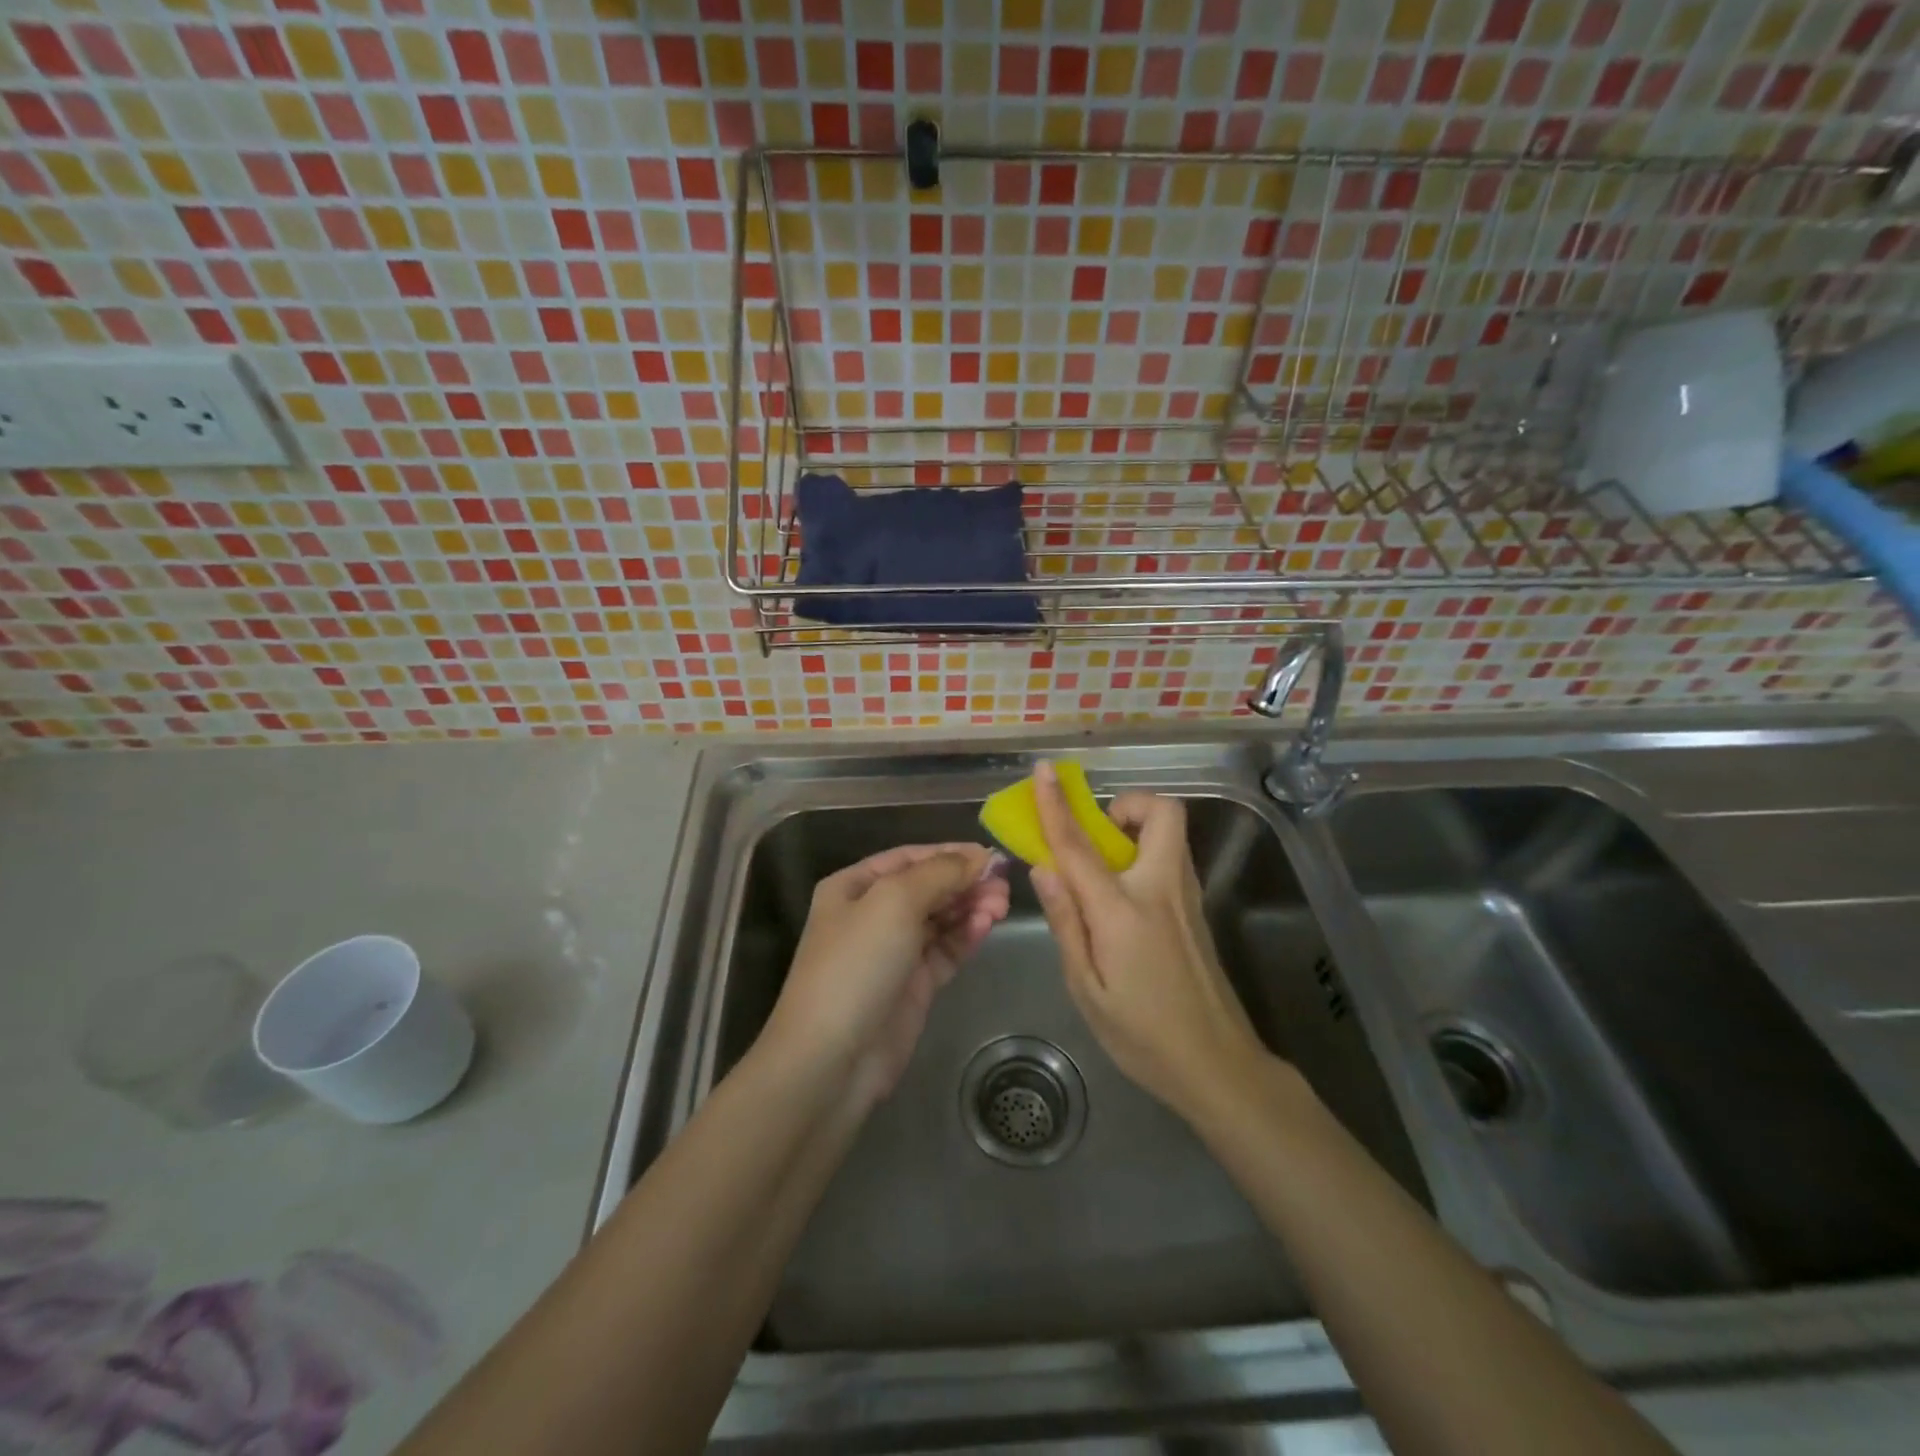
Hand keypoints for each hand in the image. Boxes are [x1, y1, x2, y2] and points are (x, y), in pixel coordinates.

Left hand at [765, 842, 1009, 1108]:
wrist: (831, 1059)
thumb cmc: (856, 964)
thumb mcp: (894, 902)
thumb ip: (940, 873)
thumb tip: (979, 856)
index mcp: (854, 887)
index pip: (909, 858)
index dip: (950, 853)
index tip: (991, 855)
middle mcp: (872, 914)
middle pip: (928, 887)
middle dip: (965, 882)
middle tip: (1003, 884)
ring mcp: (893, 952)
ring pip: (940, 919)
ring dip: (970, 907)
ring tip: (1001, 905)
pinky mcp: (913, 985)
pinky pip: (945, 950)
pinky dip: (966, 936)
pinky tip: (986, 926)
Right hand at [1029, 762, 1269, 1120]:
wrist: (1218, 1066)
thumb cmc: (1142, 1035)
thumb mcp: (1087, 989)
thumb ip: (1066, 923)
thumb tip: (1044, 868)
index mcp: (1124, 911)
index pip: (1080, 845)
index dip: (1056, 805)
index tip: (1043, 771)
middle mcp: (1162, 890)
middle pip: (1162, 812)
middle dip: (1128, 805)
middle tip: (1099, 835)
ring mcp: (1187, 898)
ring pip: (1171, 833)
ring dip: (1138, 828)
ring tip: (1105, 868)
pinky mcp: (1198, 911)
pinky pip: (1172, 858)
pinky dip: (1146, 853)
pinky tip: (1125, 898)